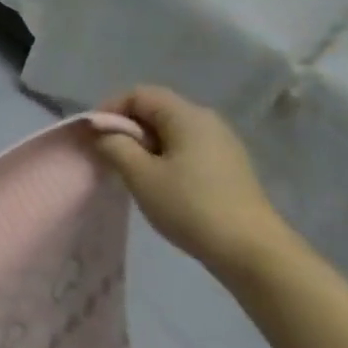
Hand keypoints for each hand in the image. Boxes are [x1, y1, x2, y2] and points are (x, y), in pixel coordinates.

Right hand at [96, 86, 296, 282]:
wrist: (253, 253)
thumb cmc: (191, 206)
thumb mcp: (140, 174)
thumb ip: (114, 144)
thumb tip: (103, 132)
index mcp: (187, 116)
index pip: (138, 94)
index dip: (110, 109)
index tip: (94, 136)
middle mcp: (207, 121)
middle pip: (155, 109)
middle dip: (126, 127)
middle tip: (109, 155)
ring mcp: (222, 145)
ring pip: (170, 130)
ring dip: (144, 144)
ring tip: (131, 171)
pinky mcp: (228, 167)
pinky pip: (186, 148)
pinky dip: (164, 156)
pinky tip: (159, 183)